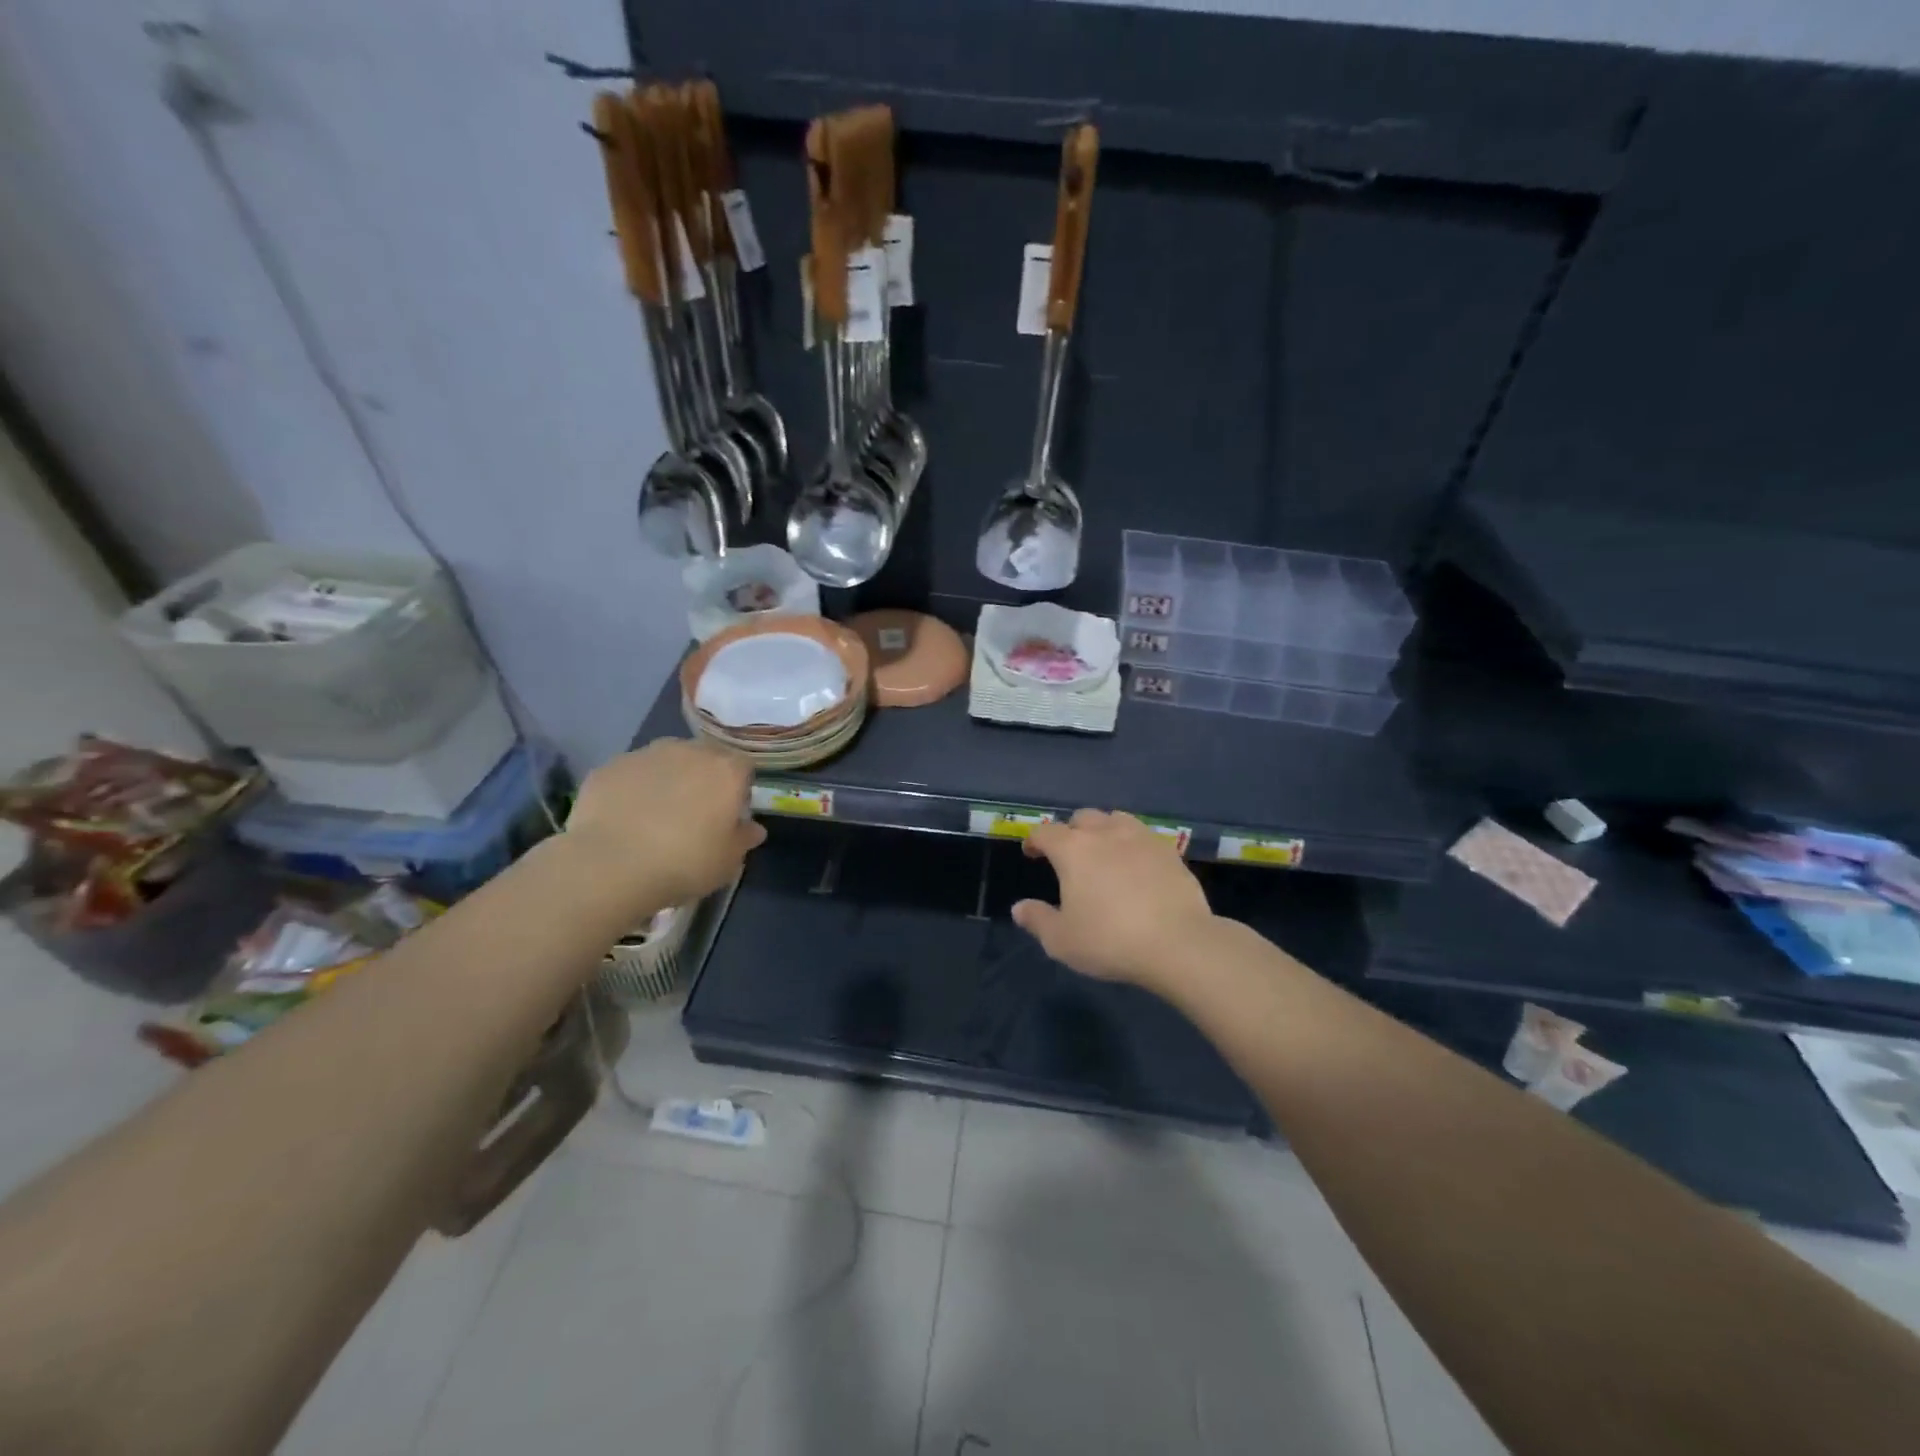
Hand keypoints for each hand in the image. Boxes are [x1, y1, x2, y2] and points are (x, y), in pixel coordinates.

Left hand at [564, 740, 766, 908]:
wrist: (610, 865)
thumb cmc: (684, 863)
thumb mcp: (727, 862)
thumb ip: (743, 839)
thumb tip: (752, 828)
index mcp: (726, 771)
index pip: (743, 768)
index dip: (738, 790)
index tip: (729, 815)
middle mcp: (689, 751)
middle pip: (704, 757)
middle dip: (702, 778)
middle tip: (693, 814)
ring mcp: (645, 755)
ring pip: (665, 761)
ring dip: (667, 779)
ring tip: (654, 816)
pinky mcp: (609, 767)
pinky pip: (630, 774)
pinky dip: (632, 789)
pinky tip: (623, 819)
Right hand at [1013, 809, 1215, 990]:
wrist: (1178, 943)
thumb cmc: (1110, 940)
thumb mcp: (1062, 940)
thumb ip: (1037, 920)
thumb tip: (1019, 907)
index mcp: (1073, 850)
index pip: (1046, 832)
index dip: (1034, 840)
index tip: (1032, 853)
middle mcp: (1105, 833)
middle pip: (1083, 818)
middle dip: (1071, 831)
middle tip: (1069, 854)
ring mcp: (1141, 838)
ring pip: (1116, 819)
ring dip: (1104, 829)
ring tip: (1104, 851)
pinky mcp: (1169, 851)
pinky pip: (1144, 836)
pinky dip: (1133, 844)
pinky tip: (1136, 864)